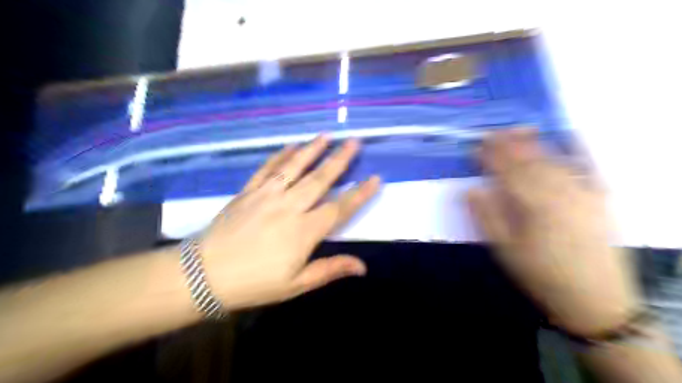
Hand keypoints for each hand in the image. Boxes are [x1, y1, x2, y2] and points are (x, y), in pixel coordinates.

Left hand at [194, 136, 380, 312]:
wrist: (204, 274)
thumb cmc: (254, 282)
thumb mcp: (296, 284)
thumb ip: (330, 269)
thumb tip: (363, 267)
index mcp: (304, 231)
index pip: (340, 208)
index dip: (359, 194)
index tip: (375, 178)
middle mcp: (289, 206)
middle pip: (320, 179)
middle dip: (340, 160)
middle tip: (354, 142)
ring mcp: (267, 195)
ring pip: (294, 167)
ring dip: (312, 150)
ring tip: (326, 136)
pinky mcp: (248, 191)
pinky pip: (268, 168)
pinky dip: (280, 155)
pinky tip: (290, 146)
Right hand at [466, 128, 642, 334]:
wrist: (594, 298)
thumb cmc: (541, 274)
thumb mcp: (505, 250)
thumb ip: (487, 217)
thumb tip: (470, 190)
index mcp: (533, 206)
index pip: (506, 173)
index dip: (490, 157)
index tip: (476, 145)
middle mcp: (559, 193)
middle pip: (529, 162)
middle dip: (509, 145)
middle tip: (493, 131)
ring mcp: (582, 193)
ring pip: (554, 161)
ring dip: (535, 143)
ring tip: (520, 130)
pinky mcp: (598, 199)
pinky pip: (588, 168)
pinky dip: (578, 150)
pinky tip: (569, 137)